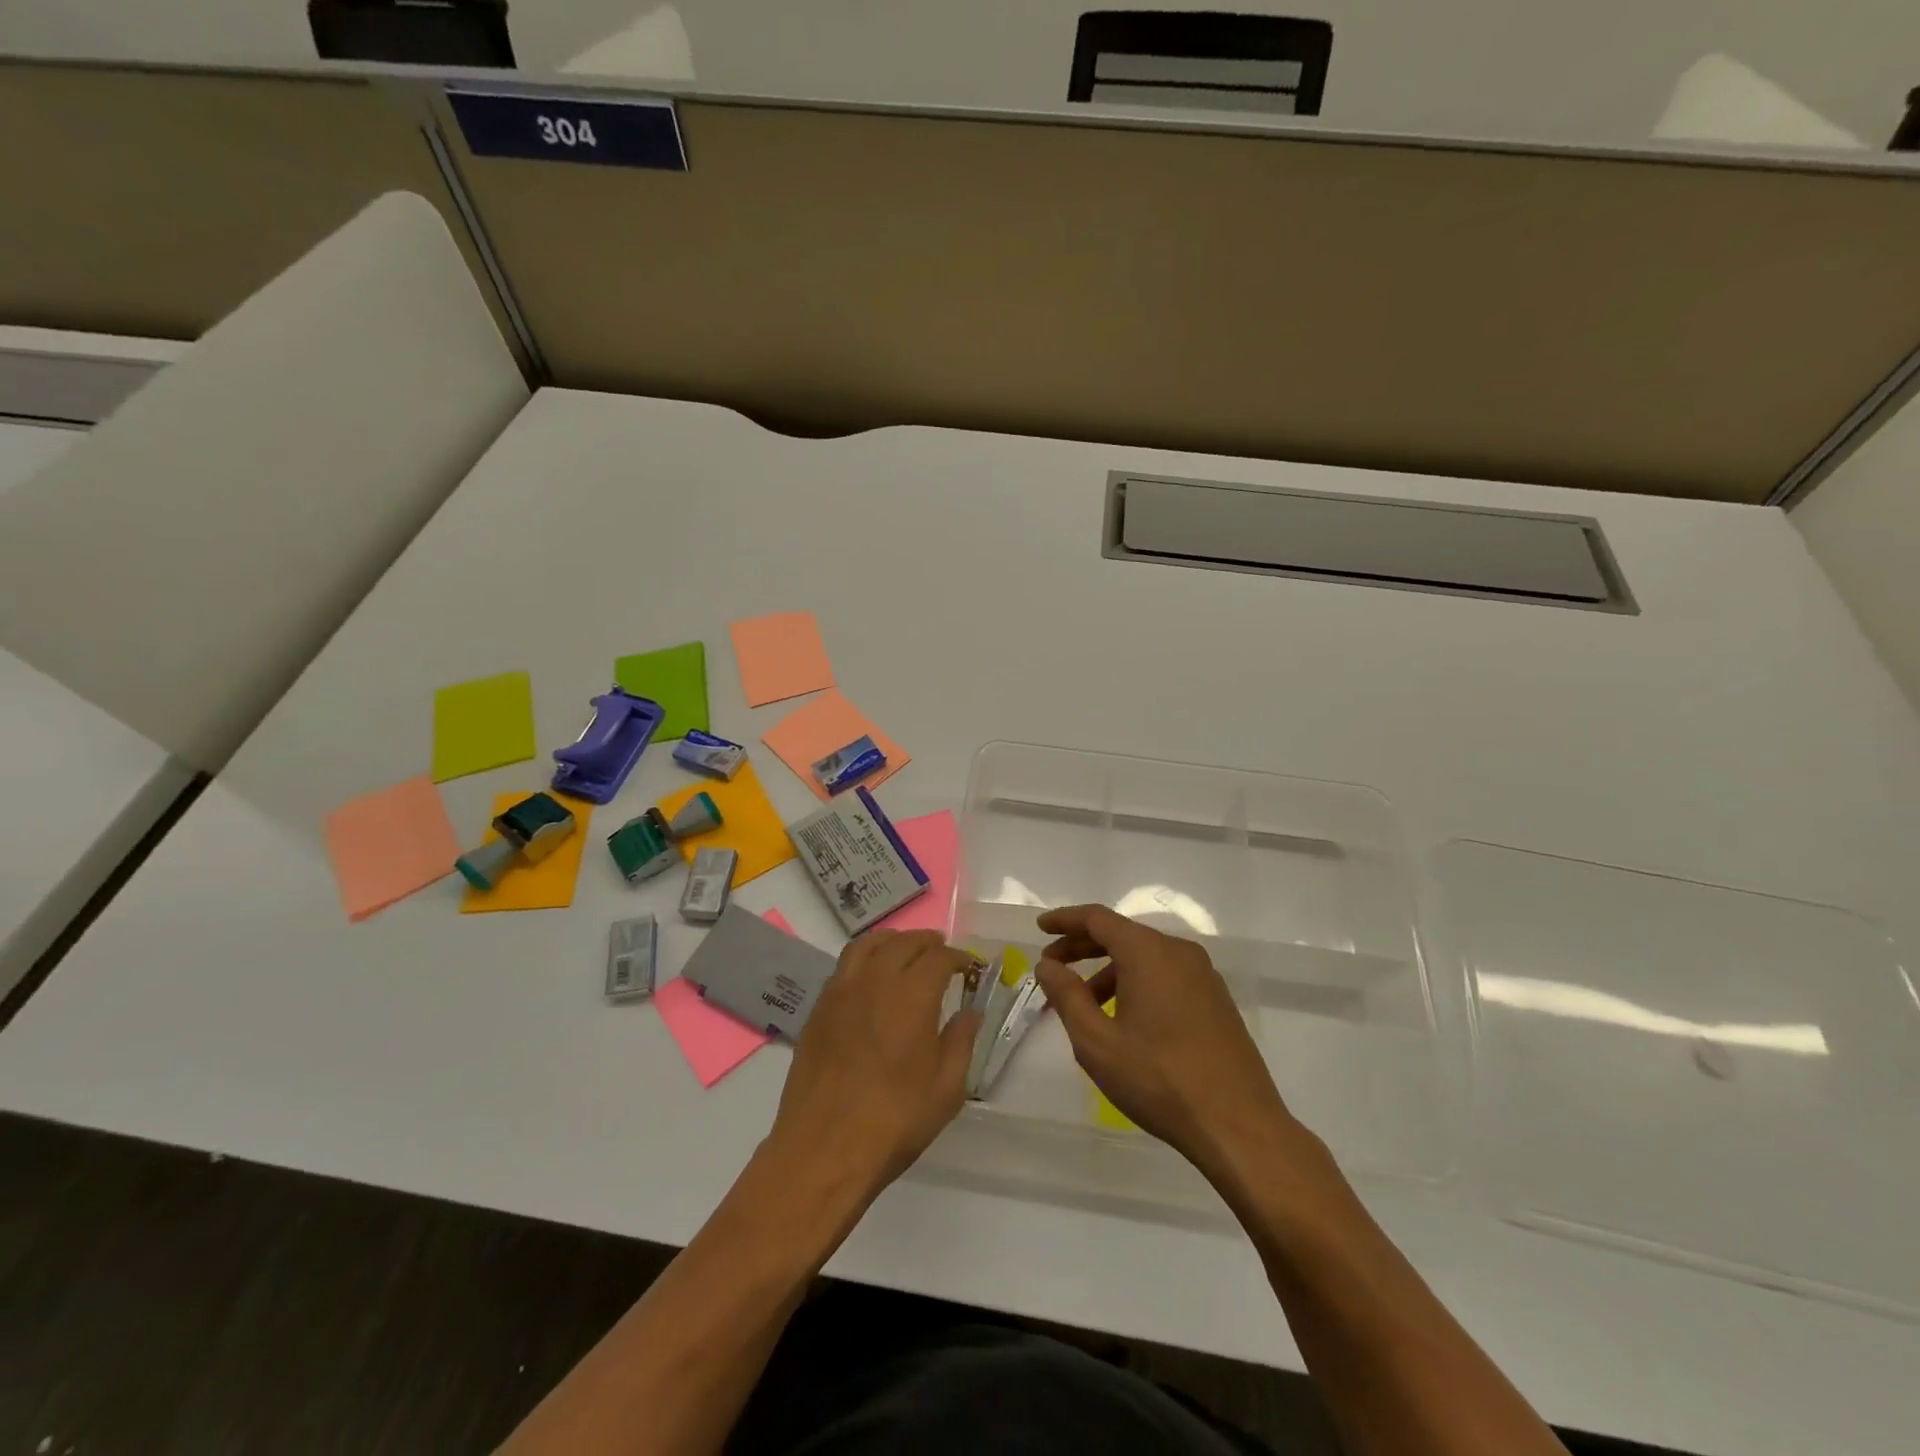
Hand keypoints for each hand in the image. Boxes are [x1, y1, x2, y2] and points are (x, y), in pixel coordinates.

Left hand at [768, 930, 980, 1198]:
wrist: (823, 1149)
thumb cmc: (894, 1122)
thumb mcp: (946, 1089)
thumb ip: (961, 1042)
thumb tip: (971, 1012)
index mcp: (912, 996)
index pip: (939, 957)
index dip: (958, 957)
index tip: (969, 968)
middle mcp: (875, 981)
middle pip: (903, 943)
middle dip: (927, 943)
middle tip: (941, 952)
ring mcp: (841, 991)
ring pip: (868, 945)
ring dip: (892, 941)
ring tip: (905, 951)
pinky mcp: (819, 1009)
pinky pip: (844, 966)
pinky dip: (864, 958)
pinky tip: (871, 978)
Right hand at [1034, 905, 1302, 1185]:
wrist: (1239, 1125)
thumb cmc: (1159, 1079)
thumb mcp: (1097, 1042)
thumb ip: (1067, 996)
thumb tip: (1047, 965)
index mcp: (1148, 952)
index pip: (1098, 919)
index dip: (1065, 920)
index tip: (1040, 928)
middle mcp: (1178, 952)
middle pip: (1121, 935)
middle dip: (1082, 947)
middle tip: (1053, 967)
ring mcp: (1203, 975)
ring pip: (1144, 957)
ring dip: (1109, 970)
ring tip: (1084, 1005)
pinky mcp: (1216, 1000)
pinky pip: (1166, 976)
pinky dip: (1136, 983)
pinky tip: (1124, 1019)